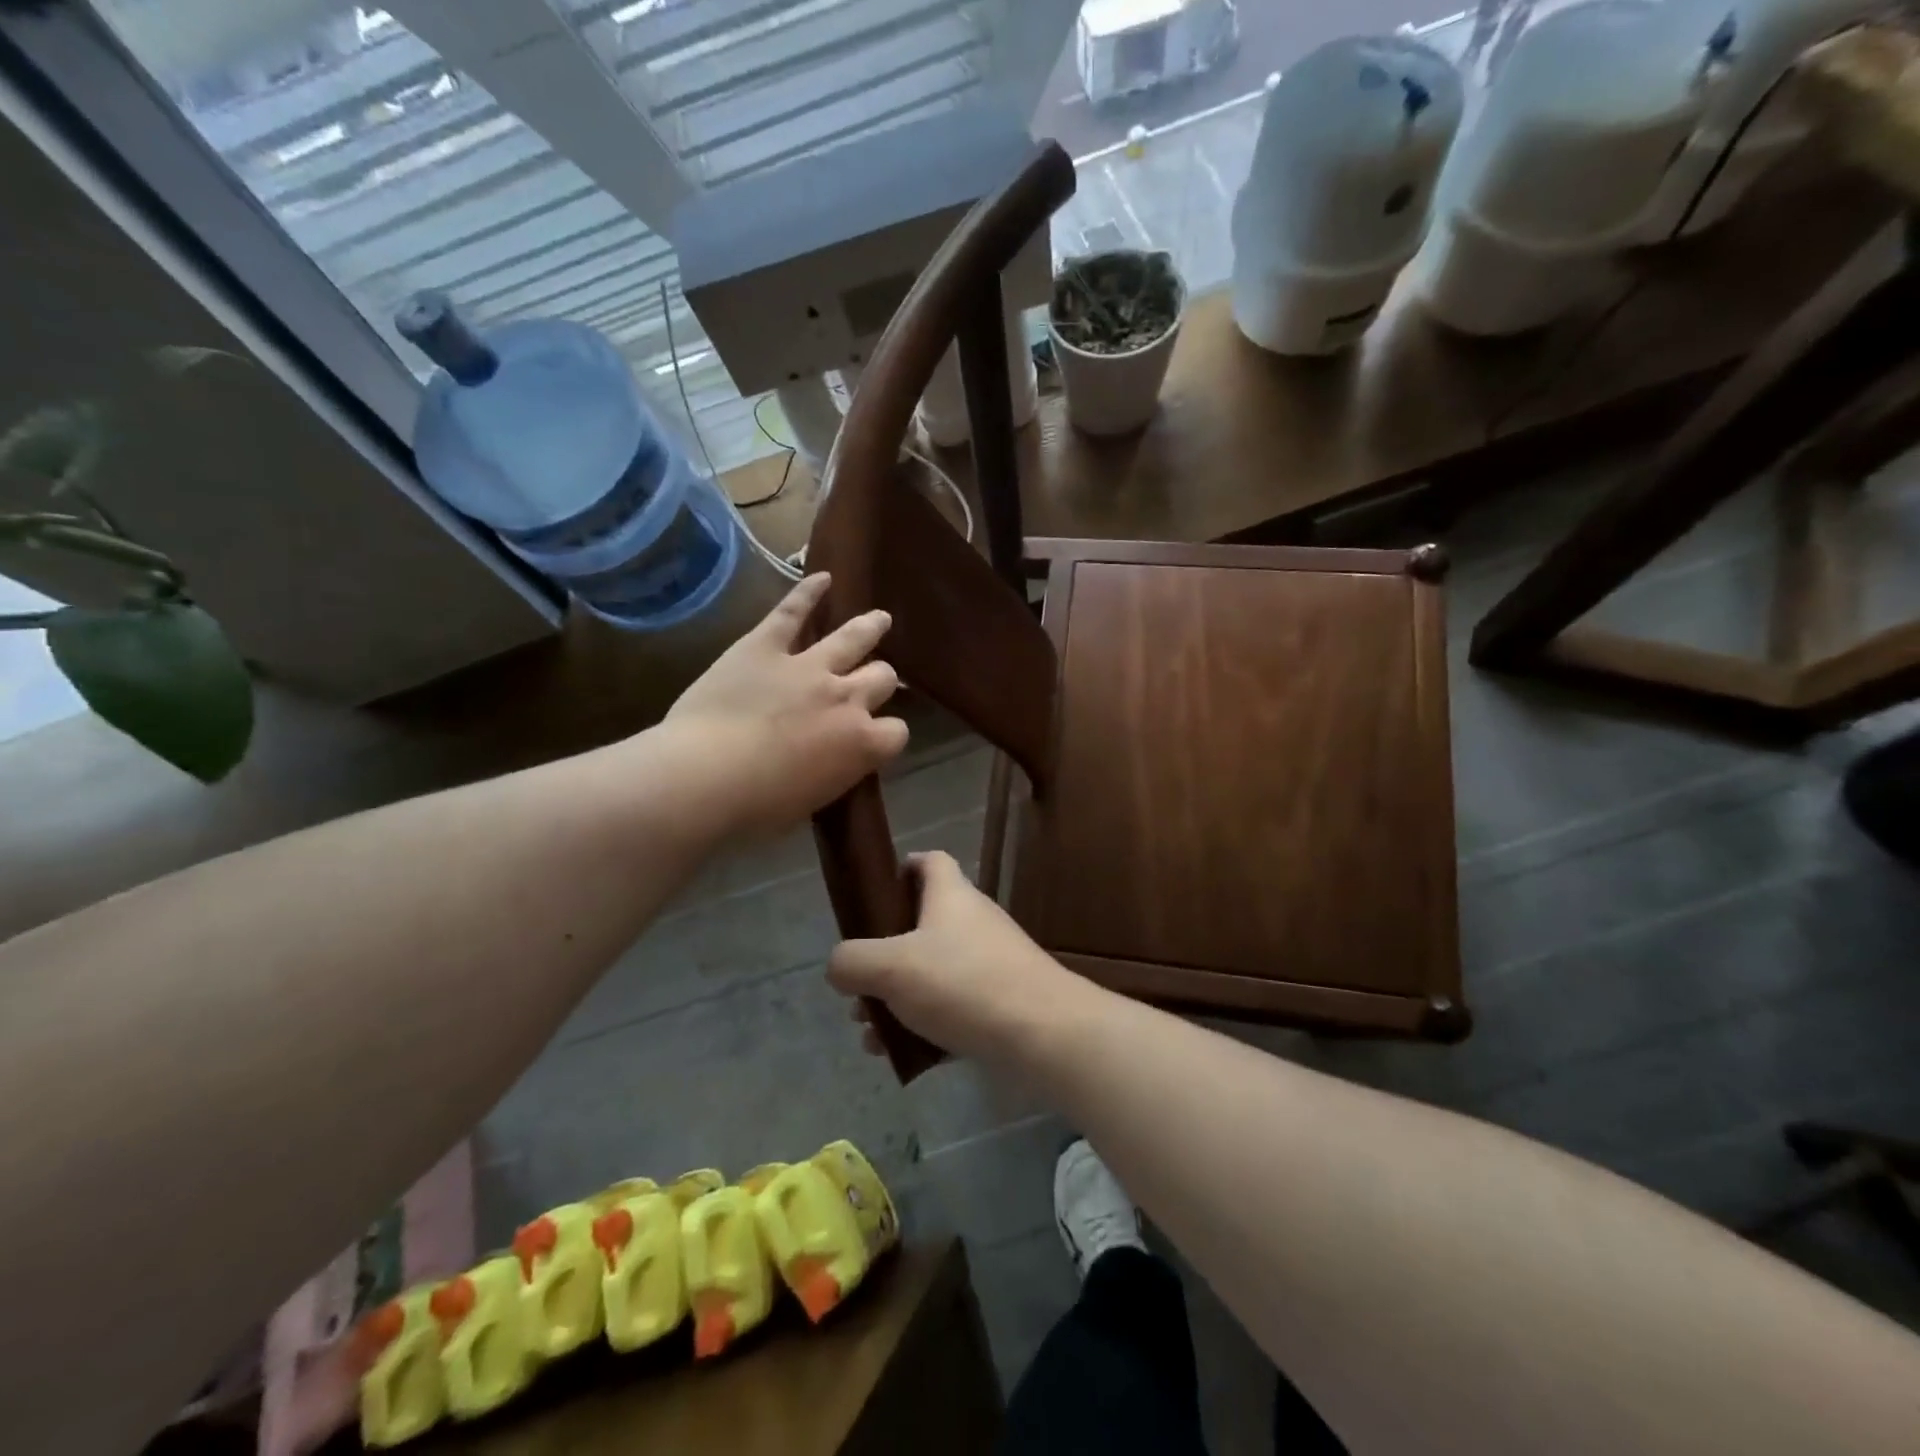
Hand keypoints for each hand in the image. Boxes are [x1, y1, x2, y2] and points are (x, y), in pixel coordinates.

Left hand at [663, 573, 907, 840]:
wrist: (705, 777)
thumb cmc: (757, 807)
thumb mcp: (811, 801)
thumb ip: (833, 773)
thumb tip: (831, 763)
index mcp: (862, 744)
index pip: (897, 732)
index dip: (887, 734)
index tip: (876, 738)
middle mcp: (847, 698)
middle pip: (882, 678)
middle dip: (881, 680)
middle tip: (874, 680)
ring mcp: (808, 667)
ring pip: (853, 639)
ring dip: (869, 628)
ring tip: (879, 619)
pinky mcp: (765, 646)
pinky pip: (792, 612)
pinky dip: (808, 592)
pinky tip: (823, 577)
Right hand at [827, 851, 1091, 1064]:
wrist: (1044, 1033)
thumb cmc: (963, 983)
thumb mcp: (892, 967)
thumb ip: (853, 962)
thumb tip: (839, 966)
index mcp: (951, 896)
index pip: (930, 862)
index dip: (901, 868)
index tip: (873, 894)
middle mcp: (972, 922)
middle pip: (920, 926)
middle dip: (883, 958)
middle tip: (859, 990)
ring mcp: (990, 962)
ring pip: (932, 973)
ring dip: (897, 1000)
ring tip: (871, 1035)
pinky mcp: (1001, 1001)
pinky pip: (952, 1007)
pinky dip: (925, 1026)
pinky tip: (901, 1056)